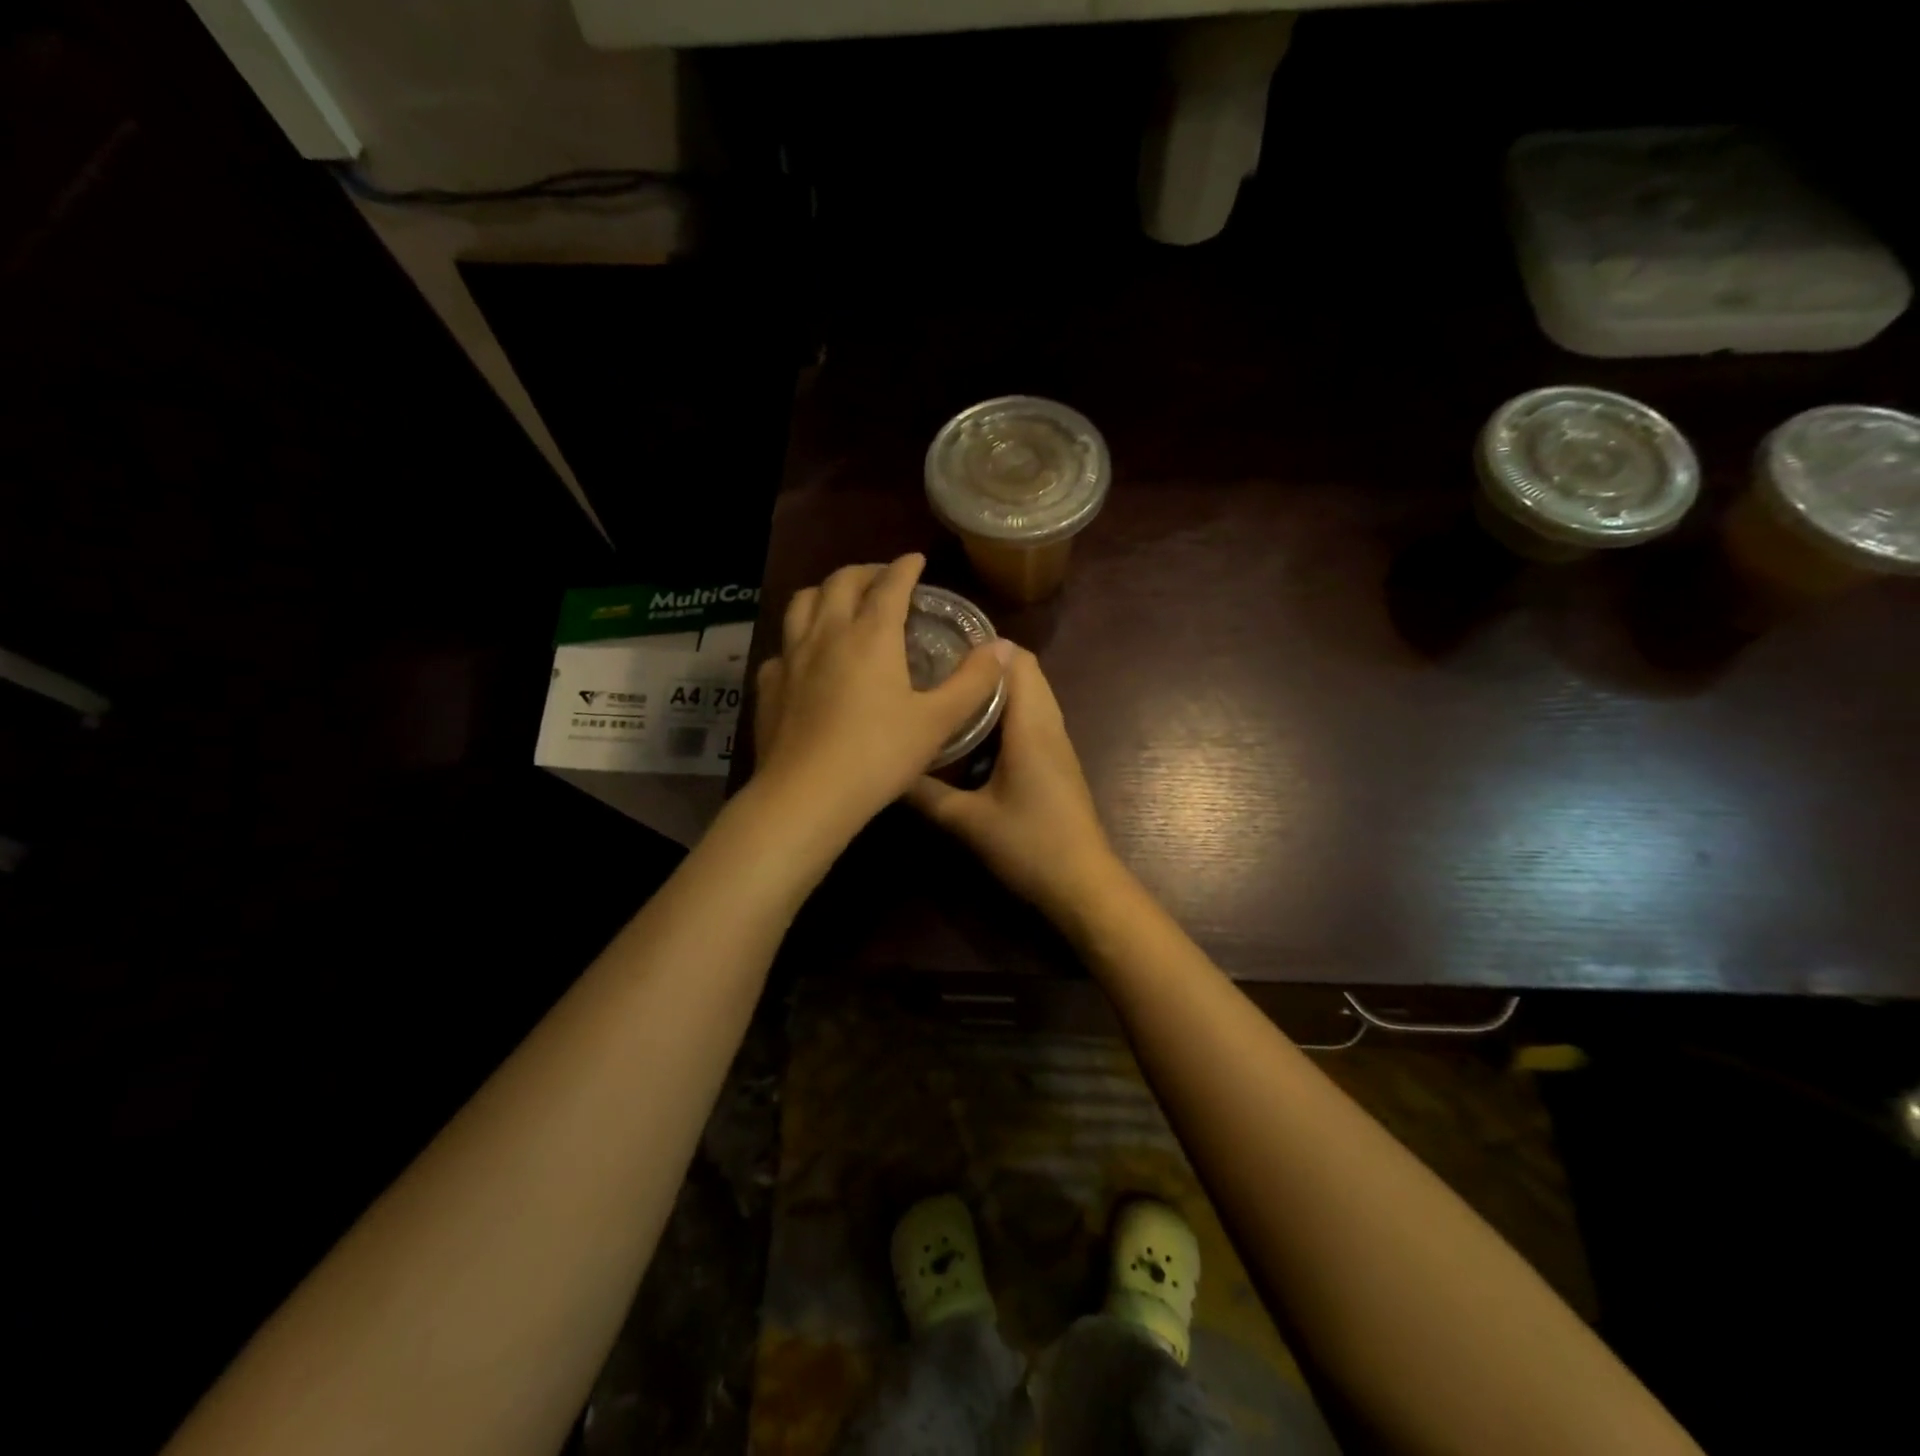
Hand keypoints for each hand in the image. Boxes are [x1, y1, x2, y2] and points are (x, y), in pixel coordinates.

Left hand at [752, 555, 1010, 842]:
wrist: (807, 795)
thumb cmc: (879, 756)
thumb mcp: (937, 721)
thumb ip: (973, 682)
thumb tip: (1003, 648)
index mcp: (871, 635)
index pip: (889, 584)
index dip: (905, 568)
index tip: (915, 560)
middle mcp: (827, 634)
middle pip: (841, 582)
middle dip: (865, 572)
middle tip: (883, 579)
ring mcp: (791, 657)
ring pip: (803, 603)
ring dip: (826, 593)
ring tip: (841, 603)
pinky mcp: (768, 685)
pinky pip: (783, 647)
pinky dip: (799, 639)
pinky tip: (807, 658)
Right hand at [906, 645, 1124, 925]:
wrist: (1082, 883)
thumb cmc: (1029, 845)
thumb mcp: (967, 821)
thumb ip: (924, 793)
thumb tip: (887, 770)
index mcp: (1031, 726)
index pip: (1017, 660)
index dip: (983, 646)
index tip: (943, 644)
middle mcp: (1049, 724)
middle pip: (1025, 671)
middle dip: (985, 663)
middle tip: (938, 666)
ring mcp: (1058, 742)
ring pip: (1031, 694)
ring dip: (996, 688)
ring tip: (950, 691)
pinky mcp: (1058, 761)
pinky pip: (1034, 717)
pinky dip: (1007, 710)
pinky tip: (973, 731)